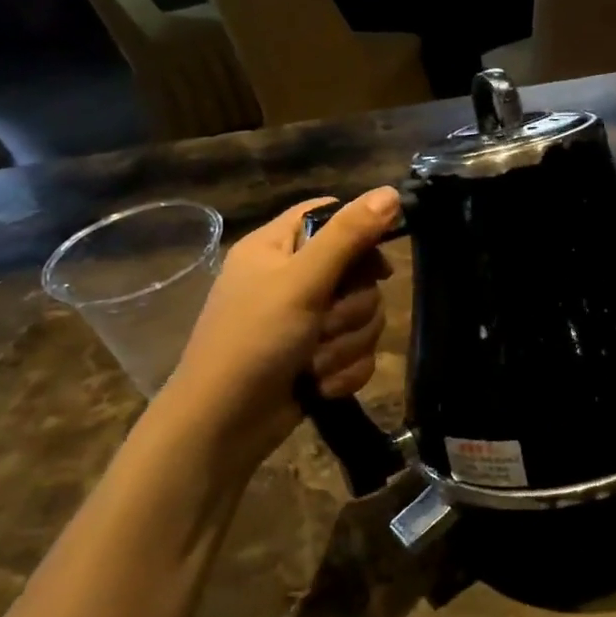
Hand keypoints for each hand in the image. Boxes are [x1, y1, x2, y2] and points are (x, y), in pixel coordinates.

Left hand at [160, 188, 399, 475]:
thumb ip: (348, 237)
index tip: (375, 264)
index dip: (360, 235)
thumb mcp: (300, 282)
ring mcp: (307, 322)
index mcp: (278, 247)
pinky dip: (343, 371)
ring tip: (315, 365)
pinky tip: (320, 386)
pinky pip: (358, 352)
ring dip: (345, 346)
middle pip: (359, 274)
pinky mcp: (320, 358)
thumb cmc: (253, 341)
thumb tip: (392, 192)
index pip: (331, 217)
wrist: (224, 425)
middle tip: (324, 325)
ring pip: (363, 318)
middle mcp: (294, 279)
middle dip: (350, 310)